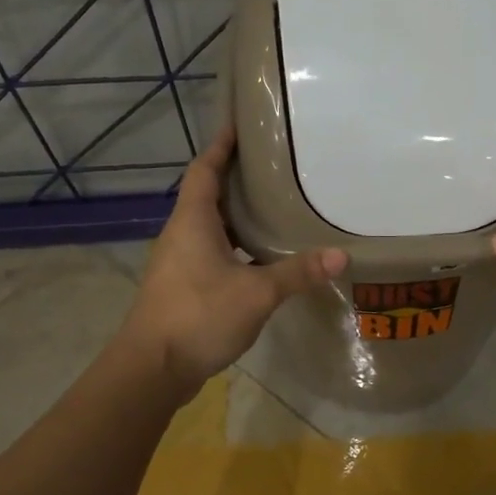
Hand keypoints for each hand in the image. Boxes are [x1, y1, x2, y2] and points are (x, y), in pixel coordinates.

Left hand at [120, 126, 347, 393]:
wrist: (152, 368)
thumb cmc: (199, 316)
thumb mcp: (256, 293)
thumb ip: (297, 273)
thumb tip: (342, 255)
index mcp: (192, 221)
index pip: (204, 170)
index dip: (220, 146)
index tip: (240, 126)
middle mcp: (181, 235)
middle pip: (207, 196)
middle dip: (236, 180)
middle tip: (274, 168)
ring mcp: (178, 263)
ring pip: (210, 227)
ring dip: (236, 217)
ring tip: (274, 208)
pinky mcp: (182, 288)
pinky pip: (211, 253)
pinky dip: (235, 247)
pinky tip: (261, 259)